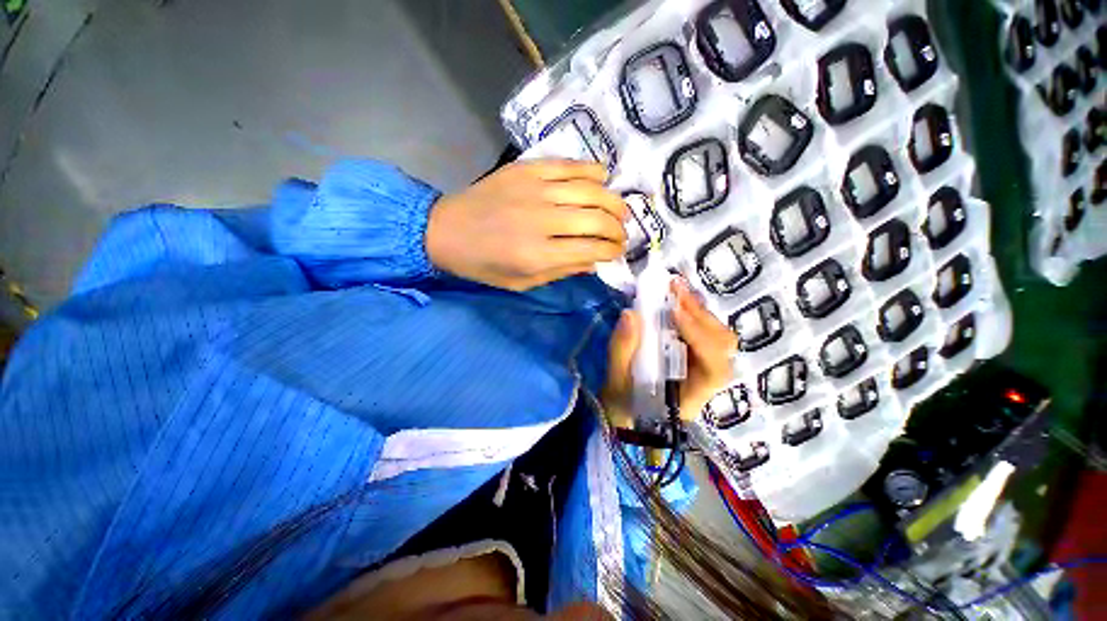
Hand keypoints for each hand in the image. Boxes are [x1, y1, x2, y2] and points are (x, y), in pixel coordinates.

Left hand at [425, 160, 627, 290]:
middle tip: (621, 233)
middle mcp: (541, 220)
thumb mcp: (522, 282)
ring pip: (590, 189)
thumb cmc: (483, 265)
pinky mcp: (526, 169)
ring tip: (619, 210)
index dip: (612, 250)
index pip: (592, 249)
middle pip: (597, 218)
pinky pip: (569, 165)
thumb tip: (595, 261)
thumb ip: (561, 271)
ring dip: (613, 201)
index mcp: (537, 254)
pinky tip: (601, 179)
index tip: (618, 252)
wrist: (445, 231)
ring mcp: (534, 190)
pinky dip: (591, 171)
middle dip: (618, 228)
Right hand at [602, 279, 737, 427]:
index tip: (672, 312)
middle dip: (699, 314)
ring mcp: (703, 364)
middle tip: (674, 289)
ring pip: (716, 334)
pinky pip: (704, 331)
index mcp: (693, 394)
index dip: (699, 337)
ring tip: (675, 289)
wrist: (630, 415)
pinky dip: (692, 312)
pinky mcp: (694, 354)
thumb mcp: (616, 382)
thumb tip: (630, 313)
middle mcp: (706, 378)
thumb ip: (622, 350)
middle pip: (722, 344)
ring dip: (697, 310)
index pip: (714, 366)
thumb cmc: (625, 404)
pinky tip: (676, 299)